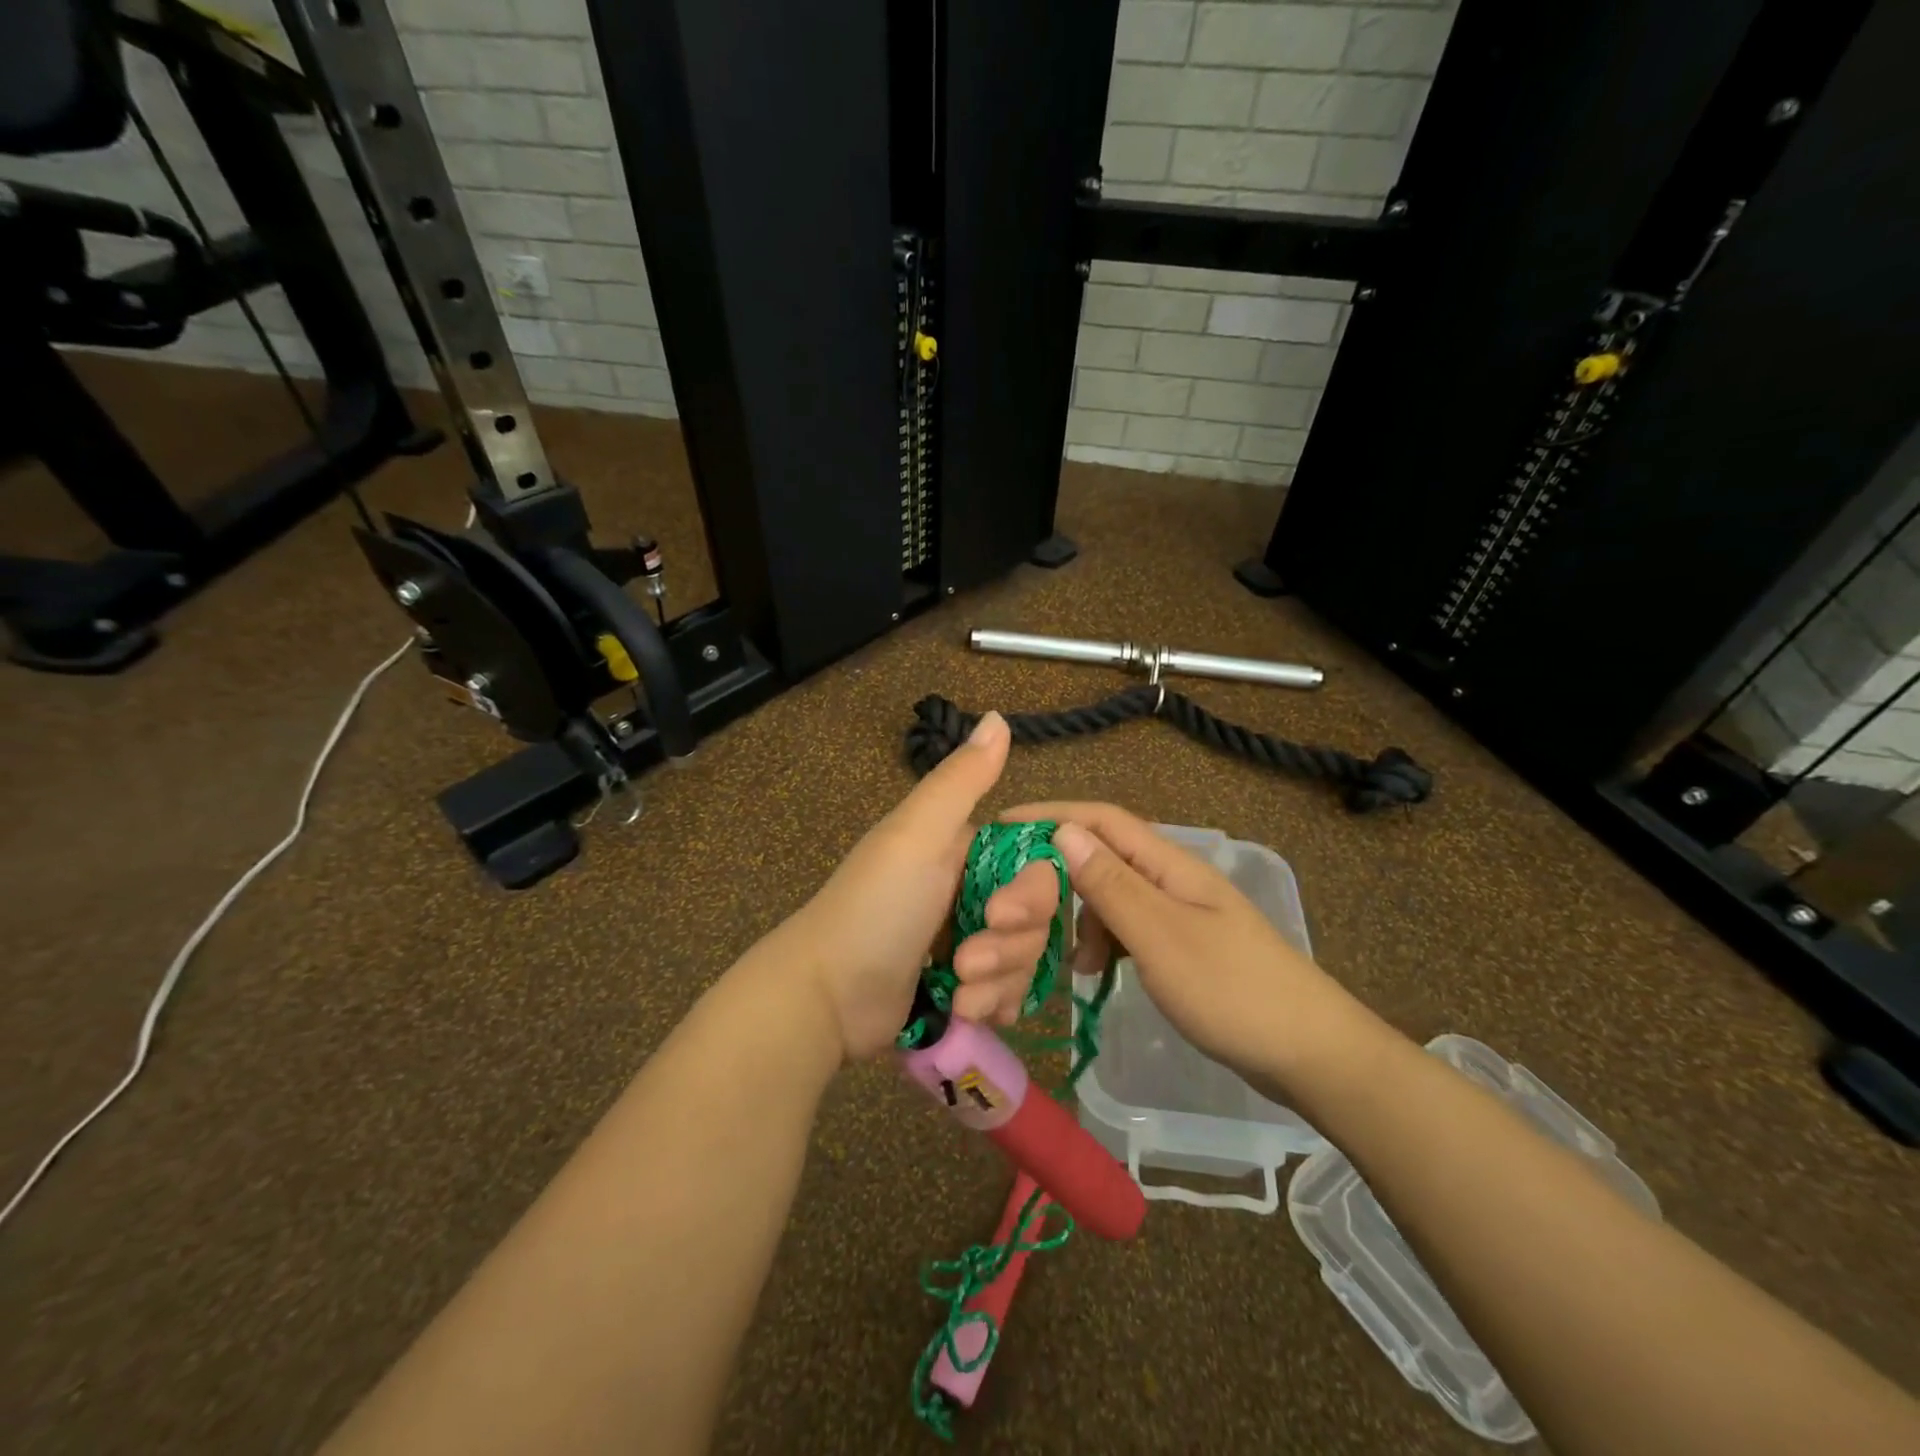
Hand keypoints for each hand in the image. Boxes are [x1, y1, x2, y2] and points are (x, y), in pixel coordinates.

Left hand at [781, 713, 1063, 1060]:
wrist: (825, 998)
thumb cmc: (875, 909)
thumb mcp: (917, 836)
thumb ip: (961, 780)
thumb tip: (997, 715)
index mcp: (966, 849)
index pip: (1037, 864)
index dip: (1034, 895)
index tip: (1001, 914)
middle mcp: (973, 890)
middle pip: (1037, 918)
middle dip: (1009, 947)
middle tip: (965, 963)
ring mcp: (969, 940)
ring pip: (1026, 959)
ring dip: (998, 982)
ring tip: (958, 995)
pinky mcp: (964, 987)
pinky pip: (1009, 992)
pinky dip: (993, 1005)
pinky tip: (965, 1013)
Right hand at [1001, 801, 1351, 1092]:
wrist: (1310, 1054)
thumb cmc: (1232, 991)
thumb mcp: (1160, 936)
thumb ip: (1111, 884)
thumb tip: (1063, 831)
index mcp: (1169, 864)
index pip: (1100, 820)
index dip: (1050, 816)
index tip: (1000, 828)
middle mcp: (1171, 879)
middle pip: (1101, 858)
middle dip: (1056, 877)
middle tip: (1017, 909)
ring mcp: (1178, 914)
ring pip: (1110, 897)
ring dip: (1079, 918)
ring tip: (1065, 962)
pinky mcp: (1180, 947)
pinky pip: (1126, 929)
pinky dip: (1101, 943)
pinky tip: (1092, 972)